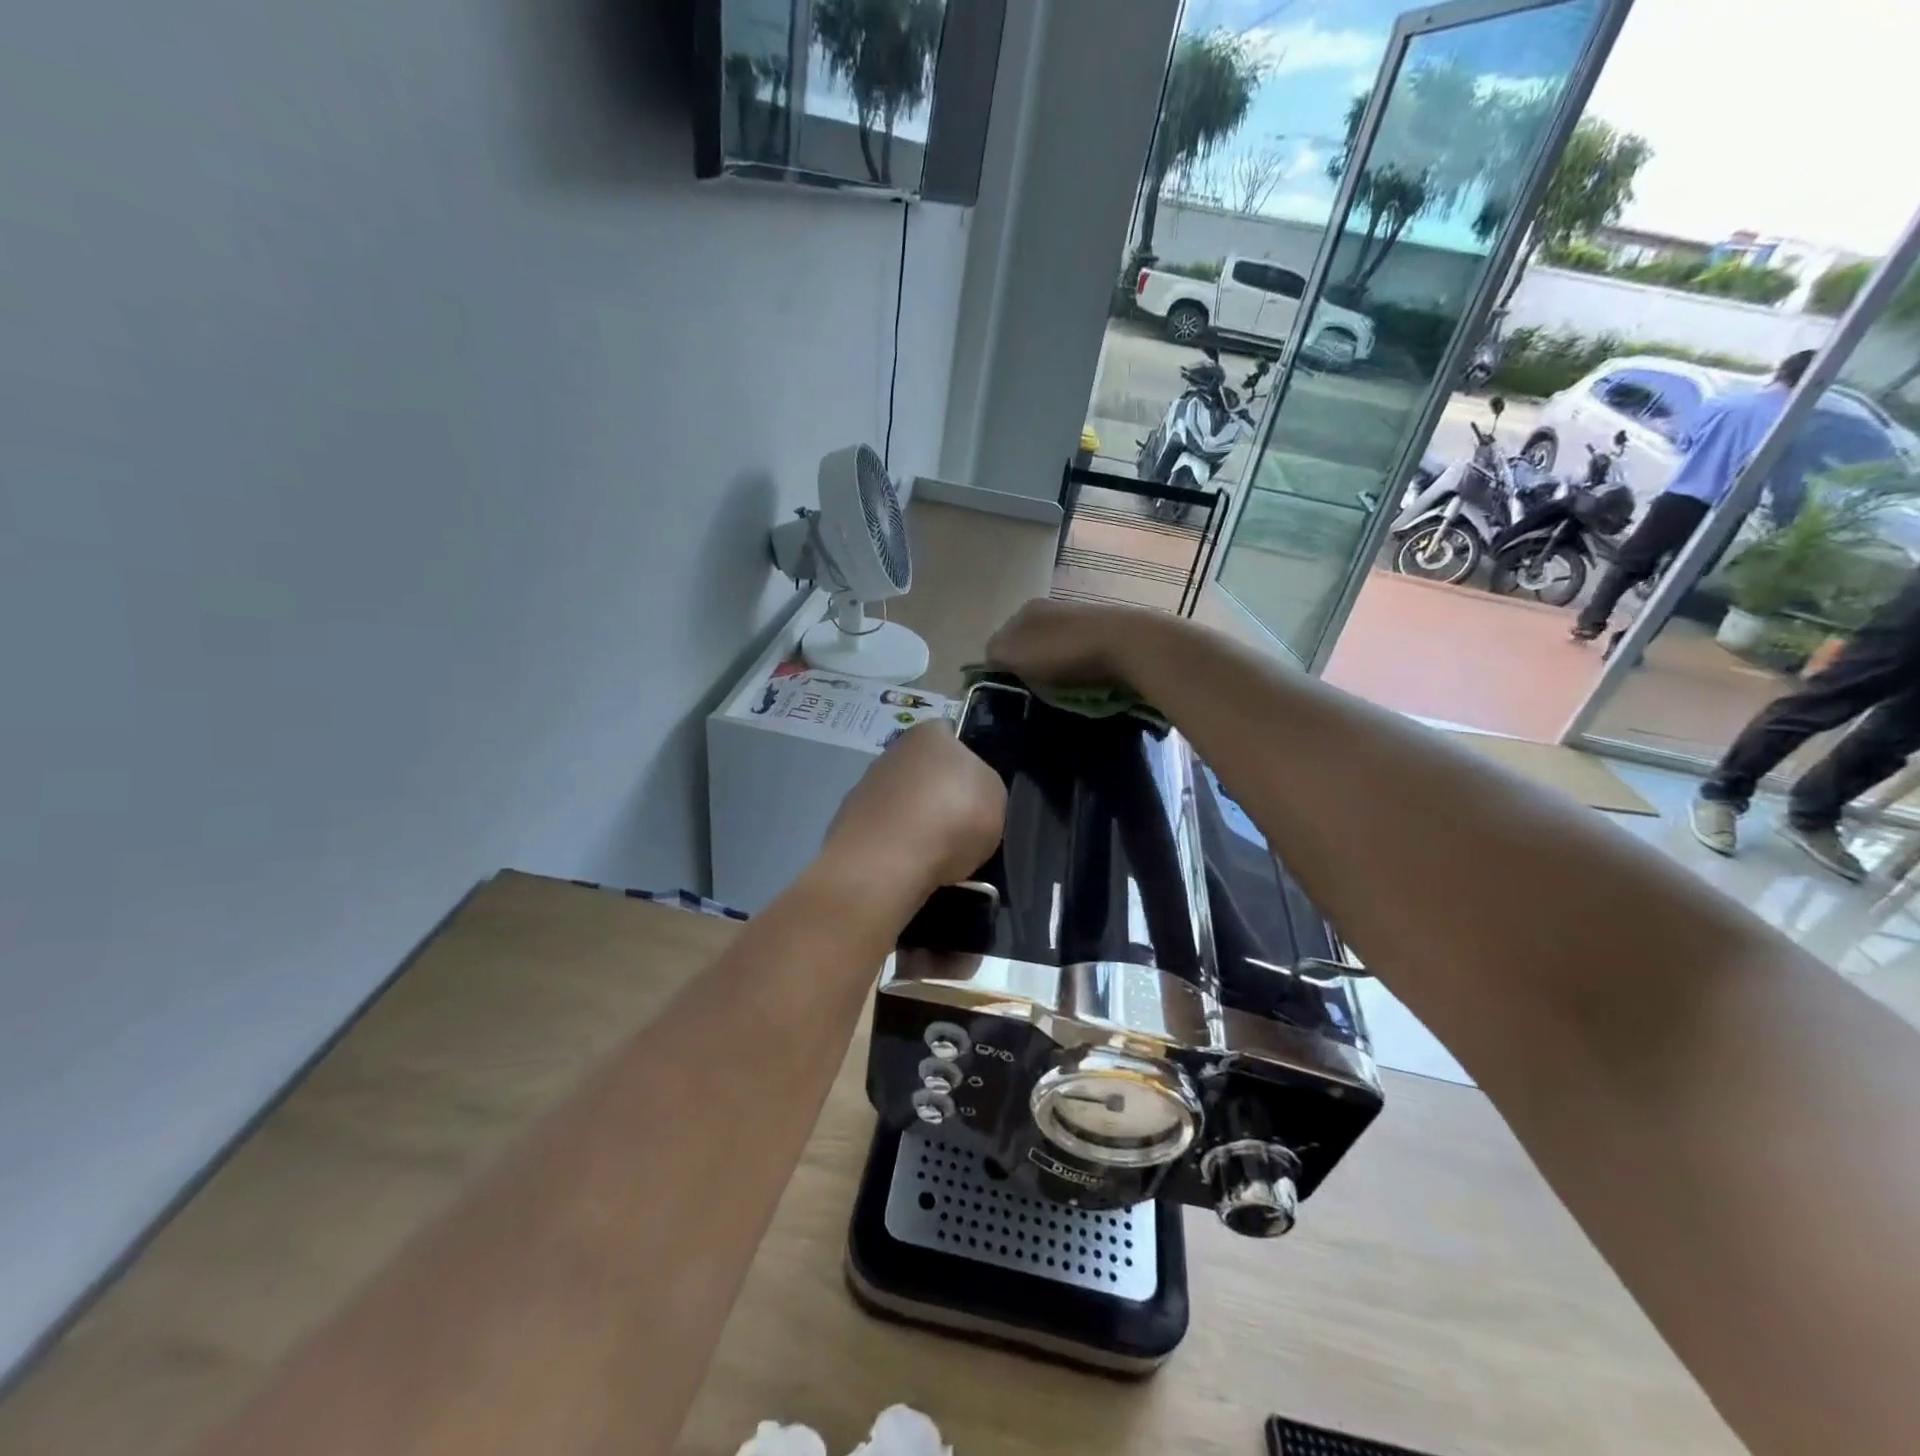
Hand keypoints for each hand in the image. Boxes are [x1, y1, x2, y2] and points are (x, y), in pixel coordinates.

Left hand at [821, 720, 1005, 900]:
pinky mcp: (846, 824)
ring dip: (914, 822)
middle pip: (922, 770)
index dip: (965, 760)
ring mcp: (864, 787)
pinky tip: (907, 868)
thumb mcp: (996, 796)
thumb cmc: (952, 817)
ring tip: (935, 855)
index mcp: (929, 733)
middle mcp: (892, 752)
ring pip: (900, 802)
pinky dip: (894, 847)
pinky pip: (882, 832)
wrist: (886, 862)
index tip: (975, 790)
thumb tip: (970, 791)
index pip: (949, 734)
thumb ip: (983, 785)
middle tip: (958, 826)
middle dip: (937, 794)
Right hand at [985, 598, 1156, 686]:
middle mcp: (1051, 609)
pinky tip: (1080, 686)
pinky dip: (1076, 672)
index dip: (1000, 667)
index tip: (1007, 692)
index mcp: (1026, 610)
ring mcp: (1080, 620)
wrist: (1127, 645)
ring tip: (1056, 695)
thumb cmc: (1063, 650)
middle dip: (1028, 668)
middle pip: (1029, 645)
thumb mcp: (1014, 652)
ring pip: (1054, 652)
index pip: (1001, 640)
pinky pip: (1079, 658)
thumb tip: (990, 661)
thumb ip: (994, 654)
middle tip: (1030, 696)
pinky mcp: (1104, 635)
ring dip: (1053, 671)